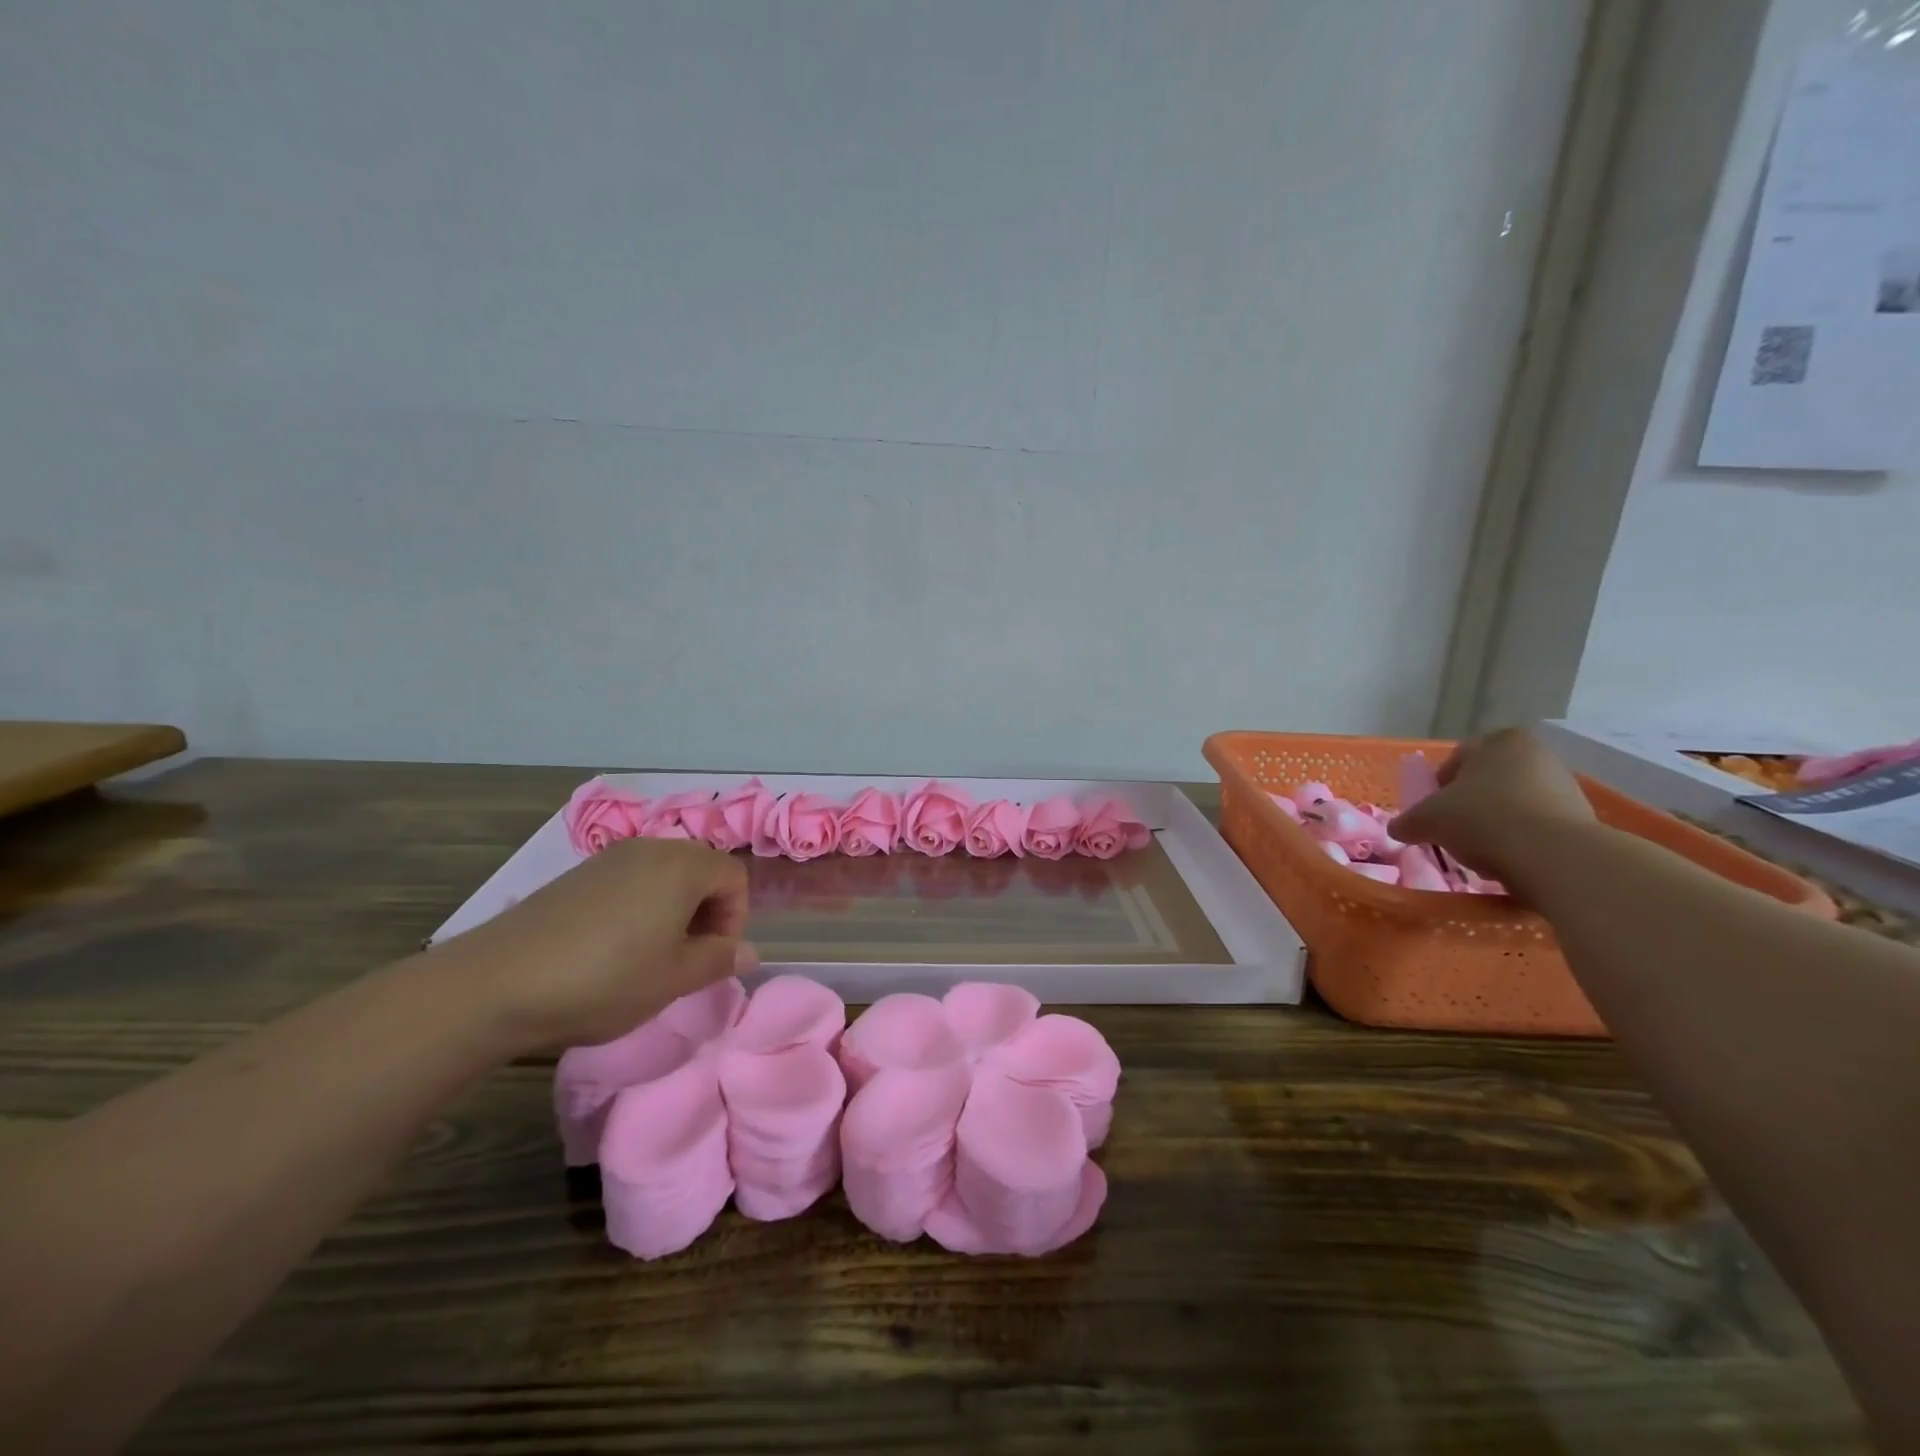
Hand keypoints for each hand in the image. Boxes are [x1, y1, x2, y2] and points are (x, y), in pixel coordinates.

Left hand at [441, 839, 756, 1051]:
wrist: (497, 982)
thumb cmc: (605, 979)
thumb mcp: (674, 979)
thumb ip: (720, 960)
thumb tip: (749, 953)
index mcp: (683, 866)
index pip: (734, 877)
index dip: (735, 918)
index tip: (712, 958)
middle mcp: (651, 848)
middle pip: (702, 869)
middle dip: (707, 911)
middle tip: (686, 958)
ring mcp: (610, 857)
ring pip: (665, 874)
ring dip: (674, 909)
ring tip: (651, 955)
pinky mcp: (579, 874)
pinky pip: (630, 880)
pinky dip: (640, 906)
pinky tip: (613, 947)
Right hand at [1387, 726, 1594, 881]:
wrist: (1553, 856)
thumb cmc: (1482, 819)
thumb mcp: (1426, 820)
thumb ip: (1407, 821)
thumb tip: (1398, 829)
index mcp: (1499, 740)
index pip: (1457, 760)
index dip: (1438, 787)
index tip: (1432, 812)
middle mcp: (1536, 754)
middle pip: (1487, 781)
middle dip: (1468, 805)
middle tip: (1453, 831)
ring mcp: (1565, 785)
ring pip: (1513, 804)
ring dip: (1495, 824)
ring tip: (1481, 850)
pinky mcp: (1582, 818)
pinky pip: (1537, 826)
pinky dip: (1521, 840)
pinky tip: (1509, 859)